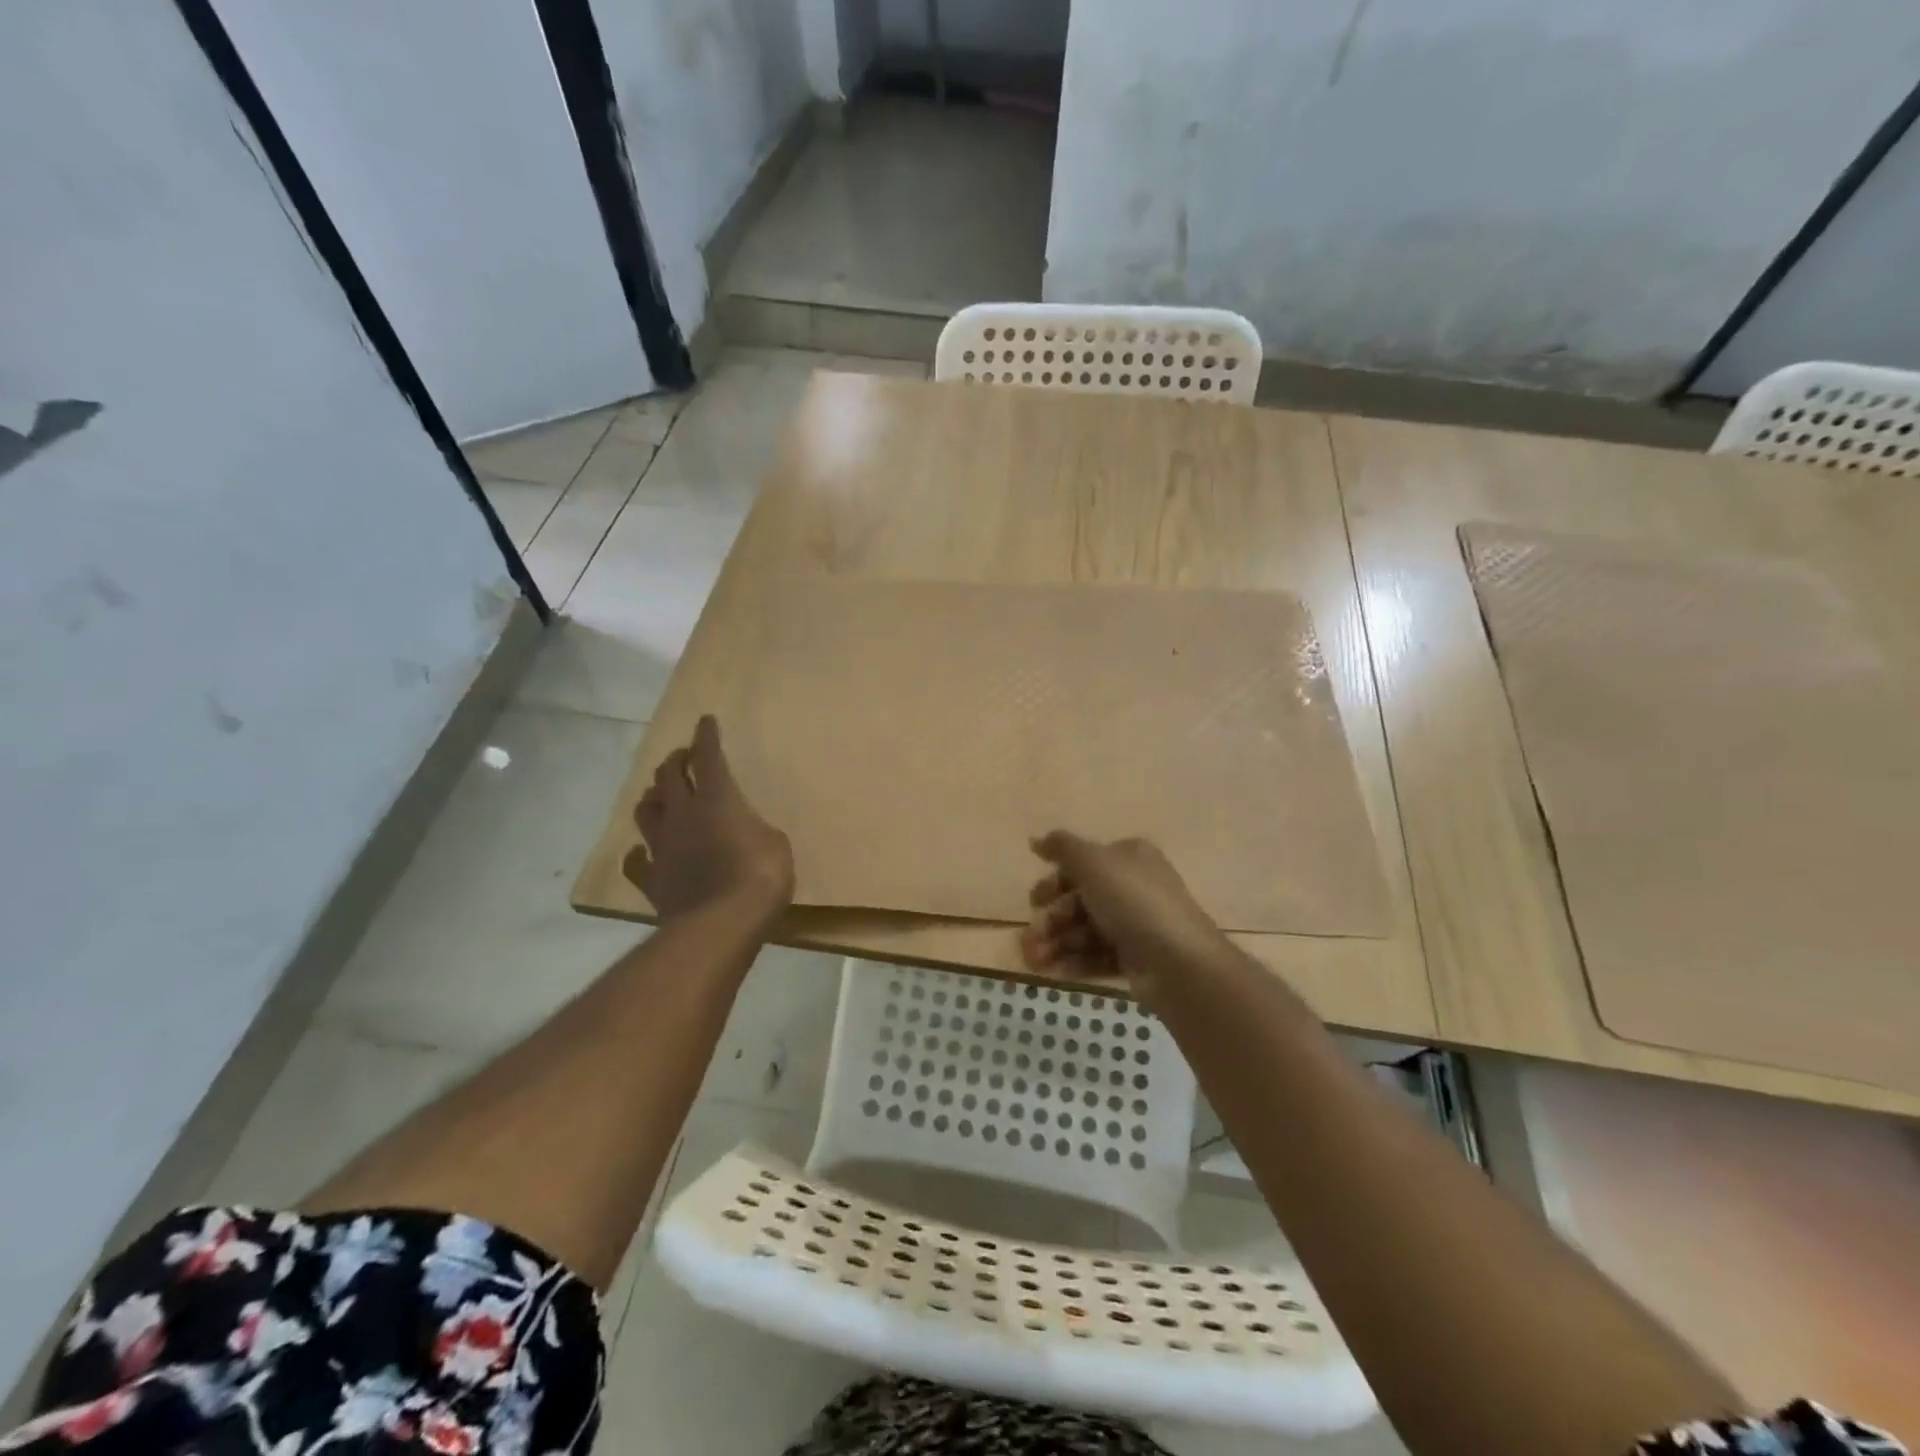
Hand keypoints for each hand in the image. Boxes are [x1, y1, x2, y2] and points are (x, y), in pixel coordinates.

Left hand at [622, 716, 794, 922]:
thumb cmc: (760, 876)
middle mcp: (683, 814)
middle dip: (676, 761)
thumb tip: (744, 832)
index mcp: (717, 799)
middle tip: (682, 757)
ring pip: (646, 810)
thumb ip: (756, 829)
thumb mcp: (776, 844)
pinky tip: (642, 852)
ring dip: (653, 797)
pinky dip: (639, 853)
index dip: (706, 737)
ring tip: (660, 794)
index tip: (705, 721)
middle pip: (669, 777)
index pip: (708, 757)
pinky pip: (637, 861)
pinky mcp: (652, 879)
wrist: (720, 924)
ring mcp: (662, 847)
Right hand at [1019, 831, 1230, 1004]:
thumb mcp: (1093, 862)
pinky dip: (1074, 962)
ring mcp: (1137, 925)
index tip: (1034, 900)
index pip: (1084, 863)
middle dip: (1052, 919)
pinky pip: (1098, 956)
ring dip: (1056, 943)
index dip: (1055, 880)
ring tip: (1034, 961)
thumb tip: (1036, 840)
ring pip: (1086, 930)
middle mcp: (1134, 887)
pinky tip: (1052, 972)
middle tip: (1030, 937)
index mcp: (1128, 857)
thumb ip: (1062, 848)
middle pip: (1081, 899)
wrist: (1178, 962)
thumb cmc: (1133, 901)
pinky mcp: (1137, 959)